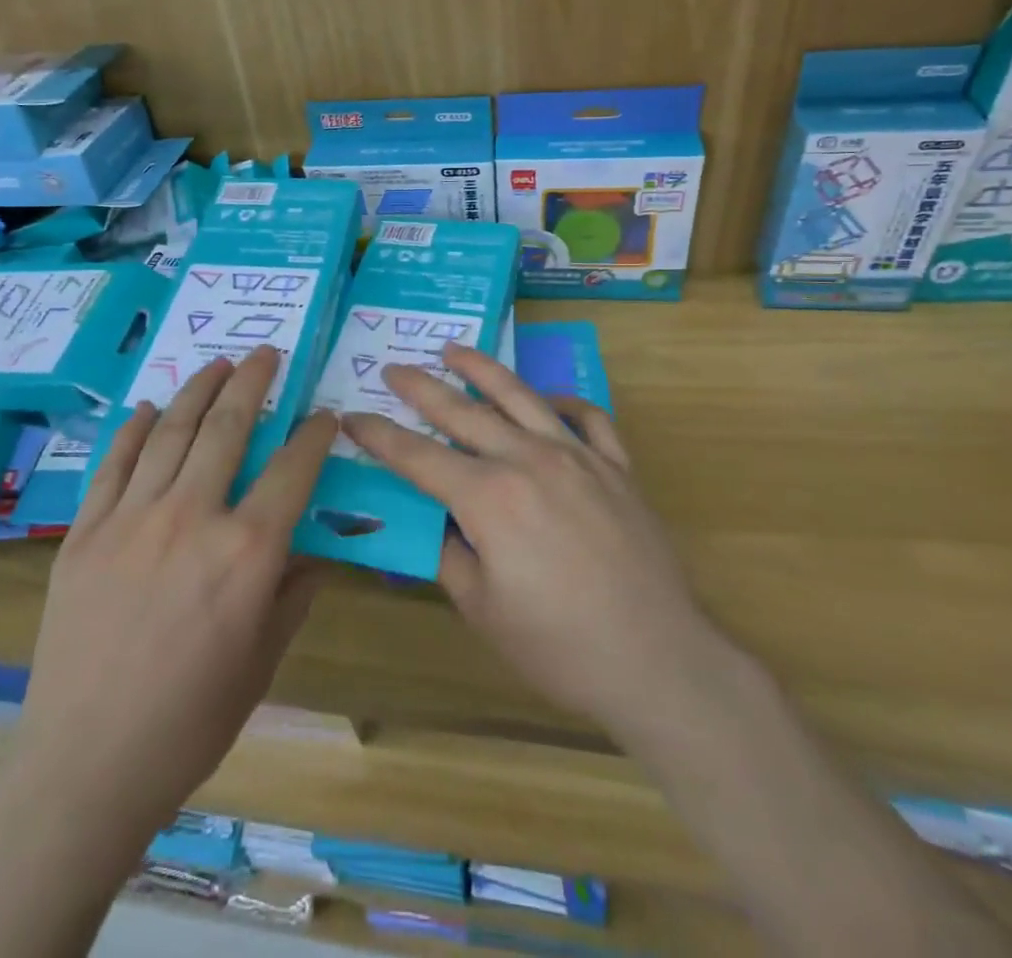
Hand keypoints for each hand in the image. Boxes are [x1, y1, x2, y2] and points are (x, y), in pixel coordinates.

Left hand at [11, 347, 334, 847]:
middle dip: (252, 382)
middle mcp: (191, 518)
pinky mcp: (84, 531)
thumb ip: (292, 594)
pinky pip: (113, 463)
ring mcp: (131, 518)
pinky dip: (134, 430)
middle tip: (266, 355)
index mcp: (246, 553)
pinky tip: (150, 408)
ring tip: (217, 364)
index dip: (314, 434)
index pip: (293, 469)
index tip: (325, 414)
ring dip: (198, 390)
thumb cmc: (189, 722)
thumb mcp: (261, 661)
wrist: (86, 765)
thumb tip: (314, 551)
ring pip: (171, 432)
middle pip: (228, 427)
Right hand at [344, 345, 720, 751]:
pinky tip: (548, 400)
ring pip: (520, 397)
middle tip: (393, 369)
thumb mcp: (482, 609)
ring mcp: (577, 457)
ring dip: (481, 370)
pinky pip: (588, 418)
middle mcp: (528, 460)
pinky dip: (563, 401)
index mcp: (488, 497)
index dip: (379, 435)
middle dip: (420, 388)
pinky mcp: (616, 467)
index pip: (417, 456)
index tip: (352, 417)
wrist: (659, 661)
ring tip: (453, 350)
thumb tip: (434, 521)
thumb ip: (449, 554)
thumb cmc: (559, 646)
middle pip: (462, 411)